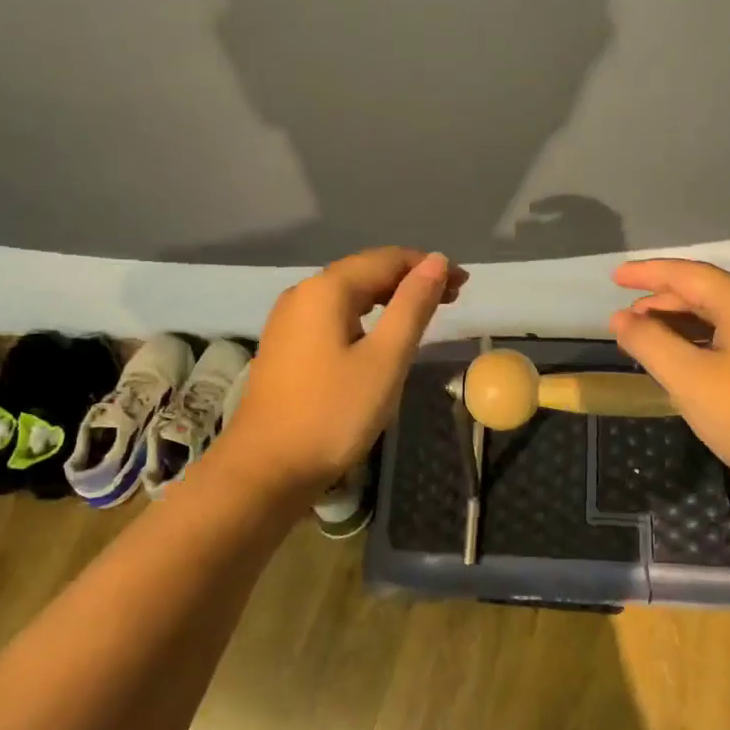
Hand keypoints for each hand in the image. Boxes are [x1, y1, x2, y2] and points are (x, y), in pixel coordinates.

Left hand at [219, 247, 466, 498]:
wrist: (266, 469)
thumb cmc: (334, 413)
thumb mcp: (386, 359)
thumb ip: (412, 306)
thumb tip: (437, 261)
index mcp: (327, 289)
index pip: (386, 259)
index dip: (427, 266)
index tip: (463, 283)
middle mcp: (303, 293)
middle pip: (365, 271)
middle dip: (410, 279)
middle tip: (452, 298)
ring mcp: (289, 320)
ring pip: (349, 294)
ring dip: (389, 297)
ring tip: (424, 312)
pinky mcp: (286, 346)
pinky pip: (333, 315)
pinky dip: (366, 316)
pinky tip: (381, 333)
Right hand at [610, 259, 729, 504]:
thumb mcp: (689, 377)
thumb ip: (649, 343)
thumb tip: (621, 318)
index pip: (685, 273)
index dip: (646, 273)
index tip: (613, 278)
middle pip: (704, 291)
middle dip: (661, 301)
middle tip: (626, 317)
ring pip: (720, 317)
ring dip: (681, 324)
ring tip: (648, 339)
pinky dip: (703, 342)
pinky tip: (688, 363)